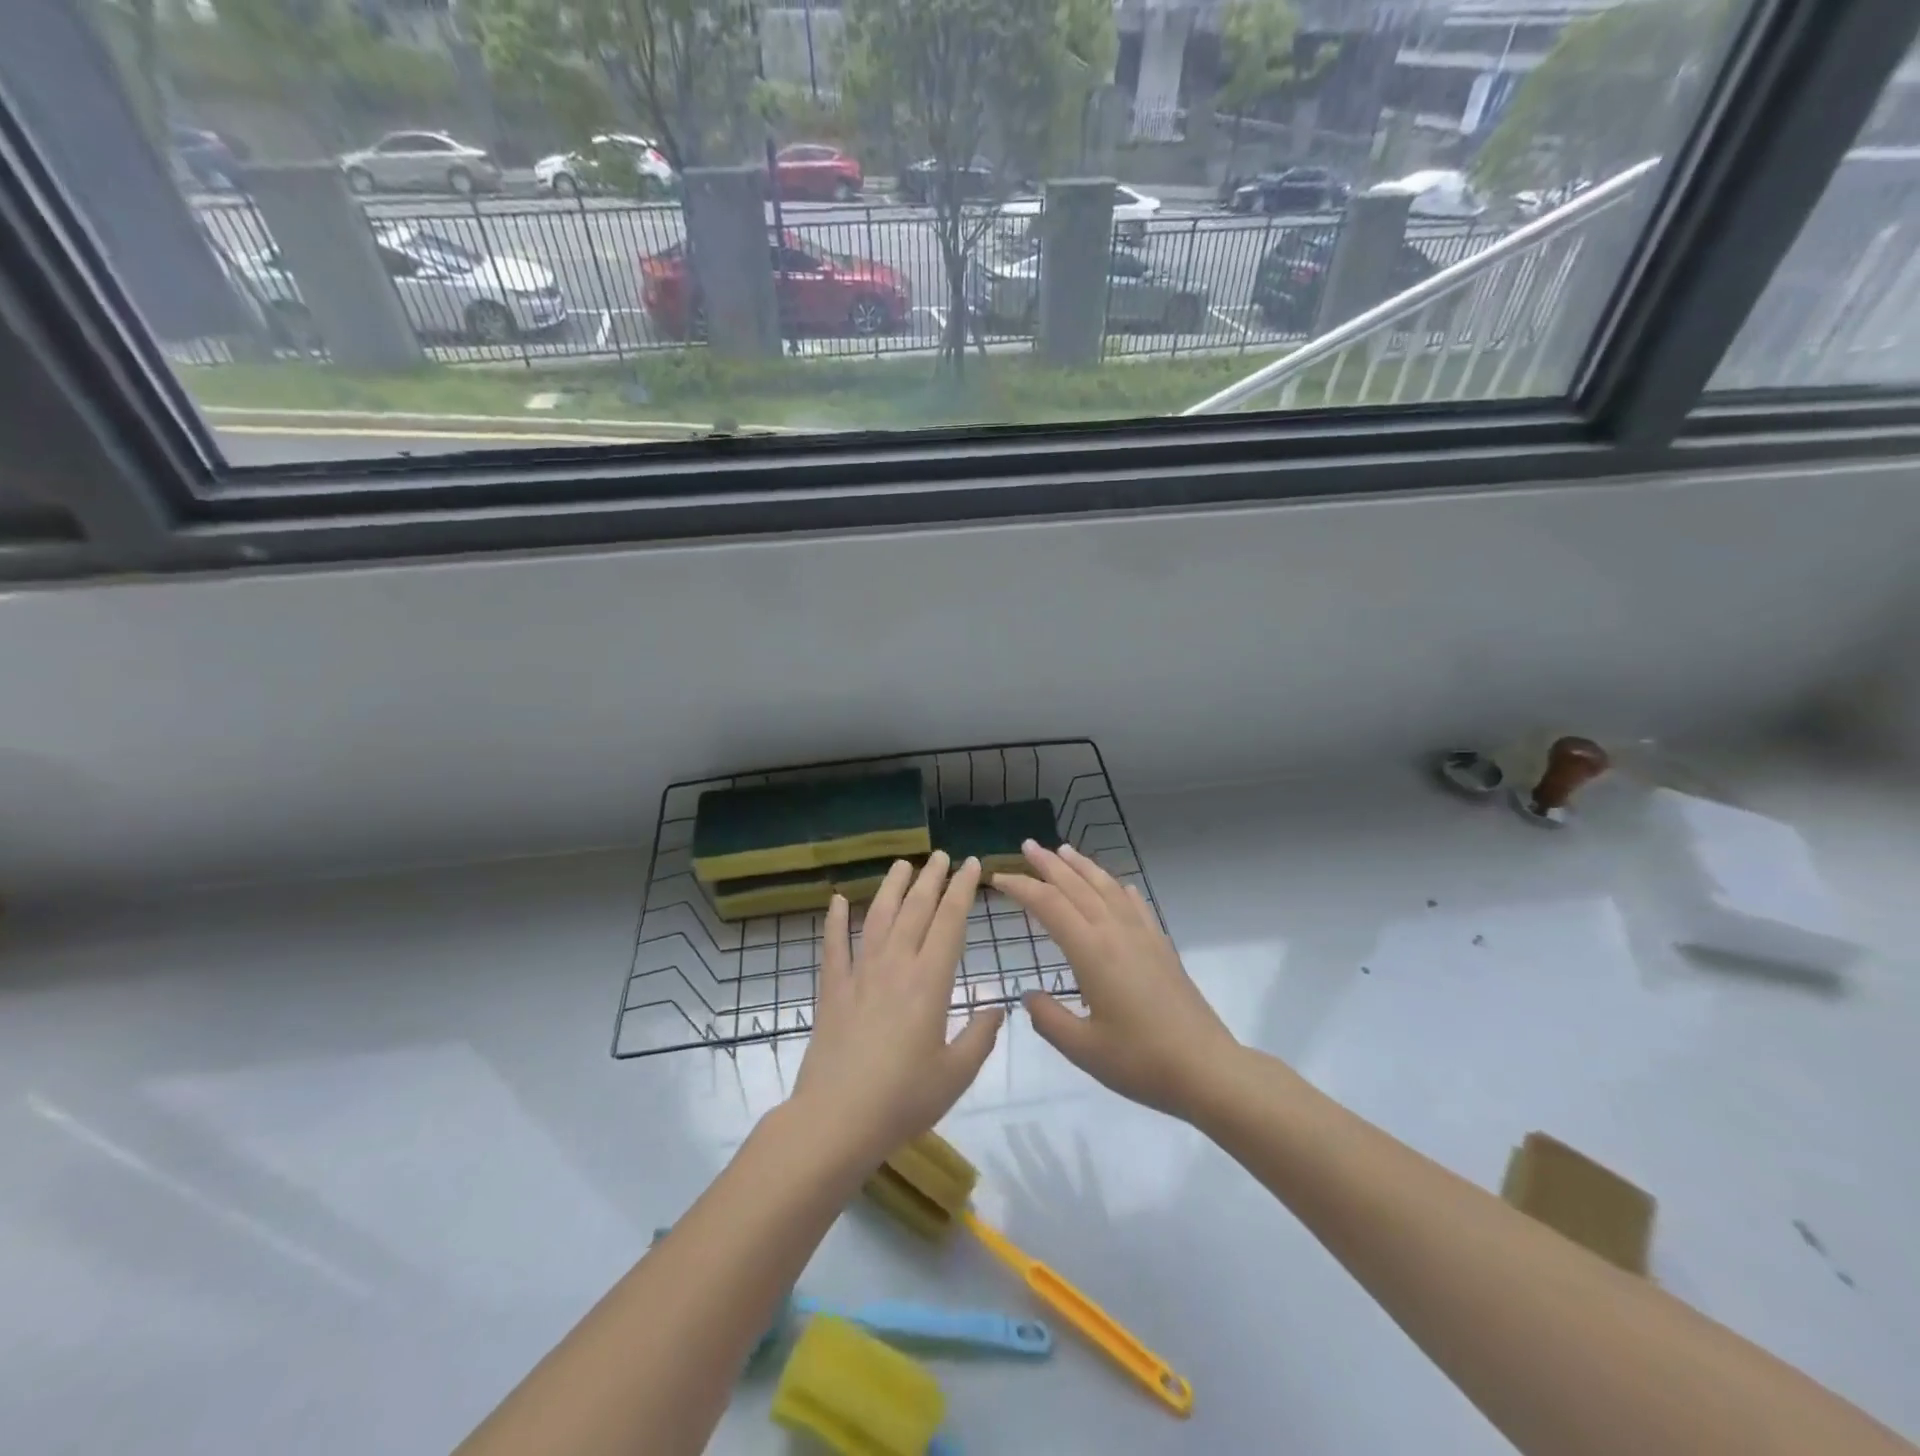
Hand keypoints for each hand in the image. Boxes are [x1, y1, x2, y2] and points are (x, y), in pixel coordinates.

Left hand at [791, 852, 1003, 1166]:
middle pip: (915, 910)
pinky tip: (836, 901)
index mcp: (930, 982)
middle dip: (931, 879)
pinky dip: (834, 921)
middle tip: (940, 855)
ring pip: (877, 917)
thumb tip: (997, 1007)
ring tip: (902, 864)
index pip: (950, 921)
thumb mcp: (956, 1074)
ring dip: (891, 888)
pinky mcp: (832, 990)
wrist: (836, 1119)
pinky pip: (834, 946)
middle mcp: (895, 966)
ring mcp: (859, 974)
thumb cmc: (903, 1099)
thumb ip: (980, 1037)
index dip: (962, 889)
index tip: (970, 865)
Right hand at [994, 843, 1237, 1118]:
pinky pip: (1136, 905)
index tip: (998, 879)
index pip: (1049, 905)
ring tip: (1064, 851)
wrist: (1206, 1068)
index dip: (1021, 887)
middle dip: (1048, 864)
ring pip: (1107, 888)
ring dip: (1083, 867)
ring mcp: (1142, 936)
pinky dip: (1119, 889)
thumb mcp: (1082, 1049)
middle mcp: (1115, 932)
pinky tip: (1118, 886)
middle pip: (1077, 886)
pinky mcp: (1161, 946)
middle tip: (1027, 846)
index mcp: (1091, 951)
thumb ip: (1049, 1019)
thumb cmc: (1140, 1061)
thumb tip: (1028, 995)